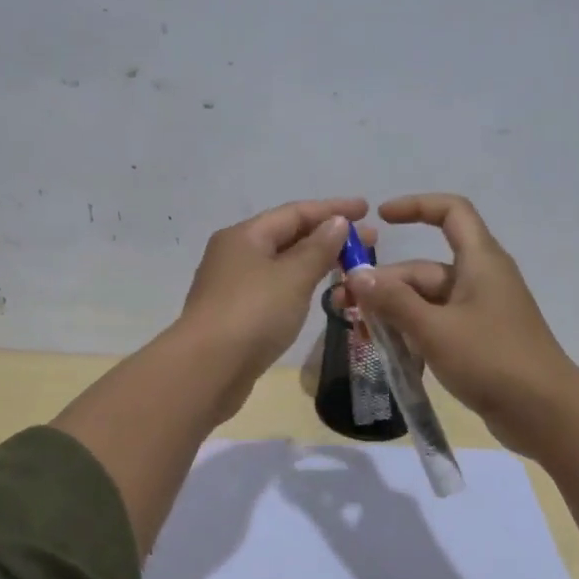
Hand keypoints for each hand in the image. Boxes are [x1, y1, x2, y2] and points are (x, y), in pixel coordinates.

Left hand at [178, 196, 368, 411]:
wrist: (207, 370)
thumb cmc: (253, 314)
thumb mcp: (292, 277)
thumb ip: (318, 248)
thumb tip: (336, 222)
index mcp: (245, 236)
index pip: (295, 212)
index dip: (333, 209)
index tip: (367, 210)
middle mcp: (235, 254)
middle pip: (288, 236)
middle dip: (329, 237)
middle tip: (370, 243)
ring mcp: (233, 286)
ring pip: (282, 265)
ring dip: (316, 262)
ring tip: (351, 267)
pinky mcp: (236, 315)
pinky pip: (276, 289)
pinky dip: (301, 285)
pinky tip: (319, 293)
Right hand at [338, 193, 578, 456]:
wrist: (546, 414)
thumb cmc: (492, 360)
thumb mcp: (435, 329)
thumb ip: (393, 301)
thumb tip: (356, 274)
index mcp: (479, 261)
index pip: (451, 212)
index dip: (416, 206)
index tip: (381, 218)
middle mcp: (480, 280)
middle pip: (423, 269)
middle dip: (383, 285)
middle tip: (343, 308)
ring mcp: (479, 313)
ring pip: (425, 302)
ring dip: (392, 313)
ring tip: (359, 334)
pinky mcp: (477, 341)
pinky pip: (436, 326)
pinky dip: (411, 334)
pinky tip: (386, 353)